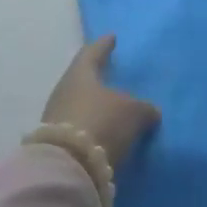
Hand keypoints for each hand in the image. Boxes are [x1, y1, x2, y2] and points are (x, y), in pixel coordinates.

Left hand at [41, 35, 159, 168]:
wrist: (67, 169)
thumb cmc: (102, 123)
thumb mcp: (133, 113)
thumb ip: (144, 108)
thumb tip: (151, 112)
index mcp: (81, 73)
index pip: (92, 52)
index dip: (104, 45)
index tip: (111, 37)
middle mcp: (64, 91)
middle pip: (82, 79)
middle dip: (97, 77)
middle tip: (111, 73)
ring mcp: (55, 118)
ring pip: (78, 104)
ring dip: (93, 105)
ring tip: (112, 107)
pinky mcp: (55, 144)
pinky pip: (77, 127)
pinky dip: (90, 126)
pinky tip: (103, 131)